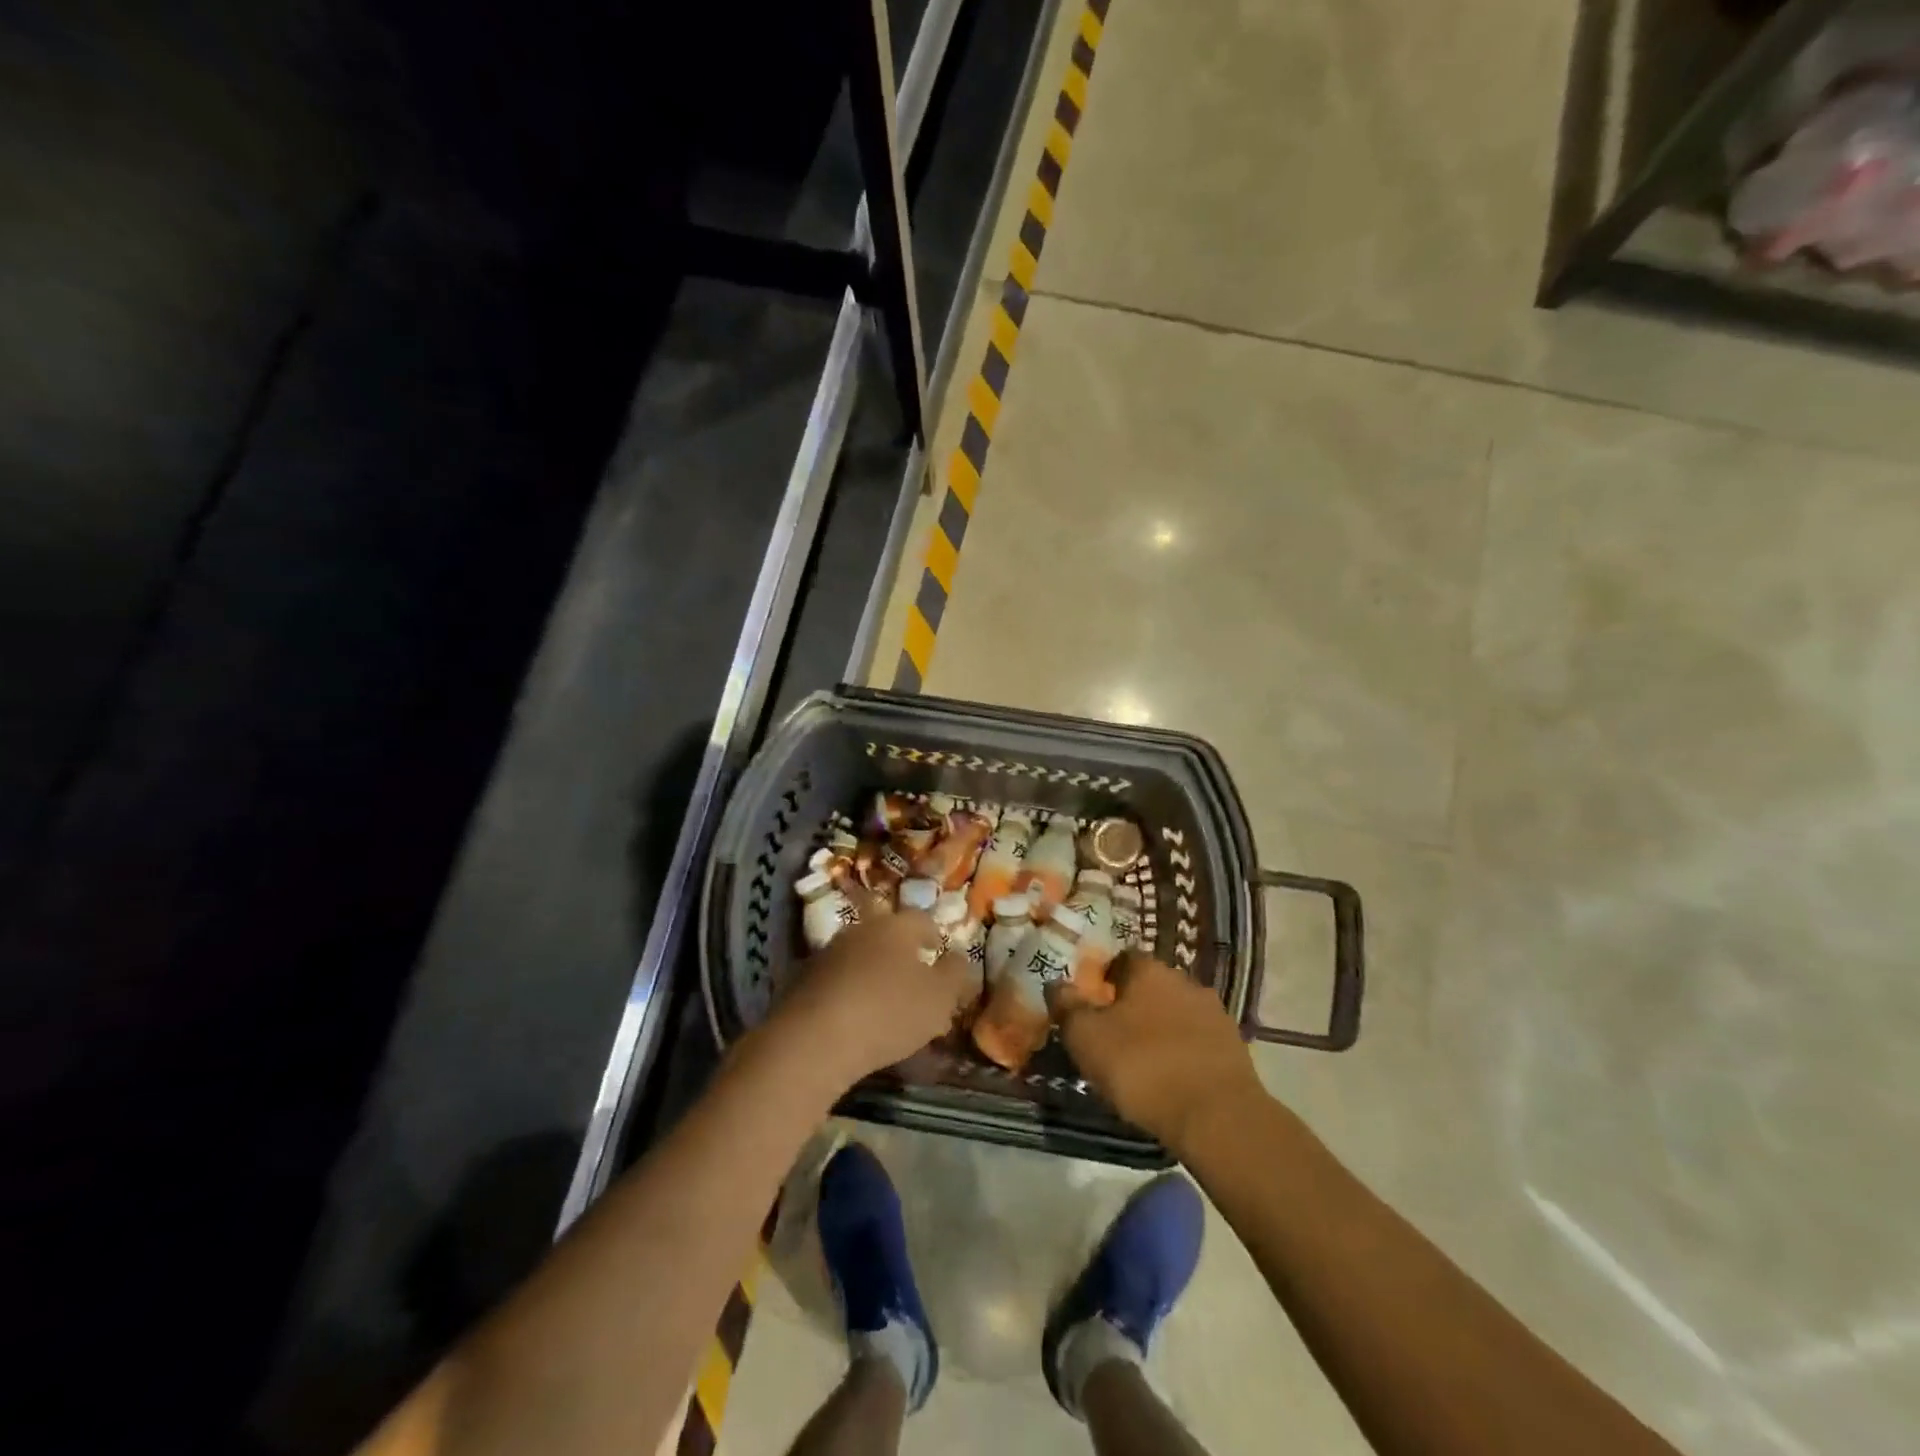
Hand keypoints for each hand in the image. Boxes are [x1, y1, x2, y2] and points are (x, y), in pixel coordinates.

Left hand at [770, 911, 973, 1085]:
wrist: (812, 1039)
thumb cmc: (887, 1011)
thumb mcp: (939, 998)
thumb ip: (956, 975)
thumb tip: (959, 958)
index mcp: (895, 926)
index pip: (921, 920)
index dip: (934, 935)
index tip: (939, 952)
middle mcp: (860, 929)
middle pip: (887, 936)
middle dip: (903, 956)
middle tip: (915, 983)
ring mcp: (827, 953)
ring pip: (861, 958)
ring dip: (874, 975)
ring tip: (886, 1007)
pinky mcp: (802, 981)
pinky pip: (837, 982)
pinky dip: (850, 995)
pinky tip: (855, 1021)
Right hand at [1055, 953, 1264, 1149]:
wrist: (1216, 1116)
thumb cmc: (1142, 1067)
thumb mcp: (1086, 1038)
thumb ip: (1067, 1006)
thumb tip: (1057, 983)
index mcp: (1148, 970)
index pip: (1121, 959)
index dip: (1103, 979)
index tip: (1091, 1006)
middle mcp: (1183, 980)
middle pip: (1150, 985)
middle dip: (1133, 1005)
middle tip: (1114, 1036)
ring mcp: (1214, 1012)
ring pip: (1176, 1012)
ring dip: (1161, 1028)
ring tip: (1144, 1062)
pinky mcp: (1234, 1046)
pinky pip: (1198, 1040)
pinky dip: (1184, 1051)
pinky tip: (1173, 1078)